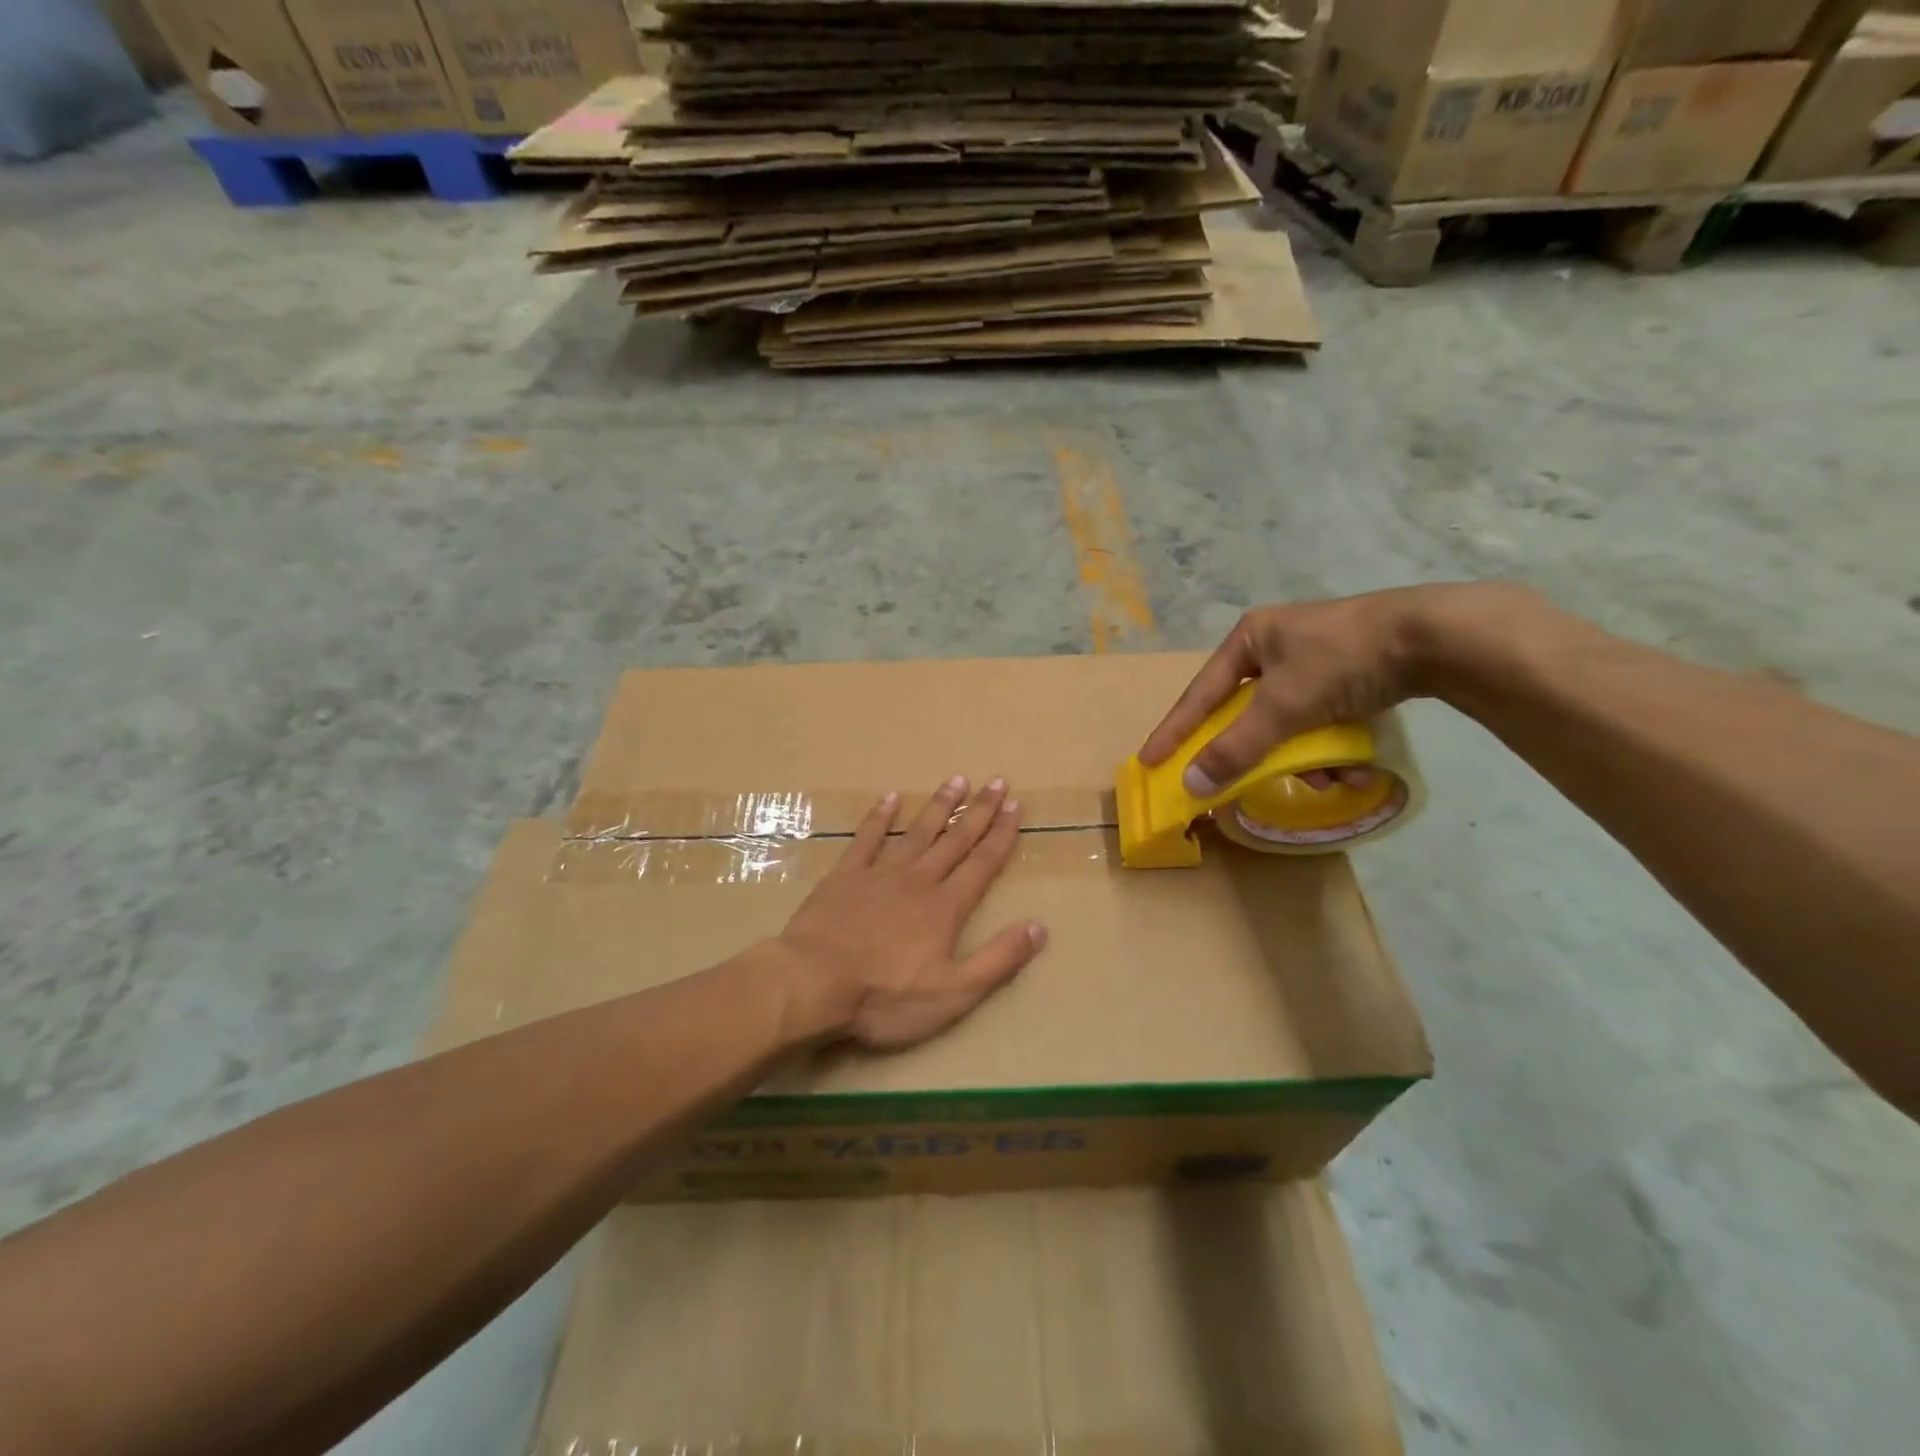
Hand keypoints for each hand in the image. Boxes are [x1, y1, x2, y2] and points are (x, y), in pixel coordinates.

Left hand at [773, 777, 1046, 1051]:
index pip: (982, 864)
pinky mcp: (844, 877)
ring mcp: (879, 874)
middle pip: (955, 840)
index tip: (1015, 807)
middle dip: (978, 811)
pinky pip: (866, 838)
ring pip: (916, 832)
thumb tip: (1039, 927)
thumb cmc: (885, 997)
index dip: (1001, 835)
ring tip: (956, 780)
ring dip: (939, 806)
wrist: (813, 985)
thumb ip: (998, 960)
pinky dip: (879, 817)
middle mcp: (918, 880)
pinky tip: (890, 798)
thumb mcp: (953, 993)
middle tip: (996, 782)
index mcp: (945, 908)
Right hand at [1140, 585, 1520, 795]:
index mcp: (1250, 638)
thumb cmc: (1342, 660)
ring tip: (1328, 777)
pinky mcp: (1349, 674)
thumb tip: (1191, 784)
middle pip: (1247, 713)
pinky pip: (1321, 720)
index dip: (1174, 730)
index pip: (1200, 694)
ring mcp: (1314, 660)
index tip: (1150, 761)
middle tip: (1246, 780)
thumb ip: (1236, 747)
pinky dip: (1331, 747)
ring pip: (1287, 723)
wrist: (1435, 637)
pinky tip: (1353, 766)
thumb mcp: (1283, 706)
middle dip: (1258, 752)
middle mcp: (1276, 646)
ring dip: (1303, 757)